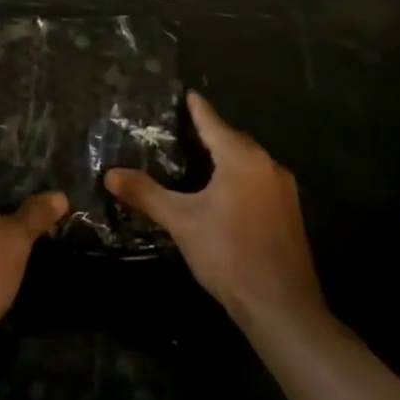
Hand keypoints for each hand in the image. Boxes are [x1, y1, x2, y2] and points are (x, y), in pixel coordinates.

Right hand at [105, 91, 322, 325]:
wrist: (282, 308)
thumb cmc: (229, 254)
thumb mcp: (181, 221)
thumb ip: (146, 194)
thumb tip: (110, 174)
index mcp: (242, 158)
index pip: (212, 122)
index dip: (195, 107)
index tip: (184, 92)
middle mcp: (267, 165)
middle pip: (232, 139)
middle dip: (207, 132)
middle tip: (177, 128)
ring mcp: (283, 190)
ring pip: (246, 162)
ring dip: (222, 157)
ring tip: (194, 157)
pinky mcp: (288, 213)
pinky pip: (256, 181)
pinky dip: (236, 177)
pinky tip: (219, 192)